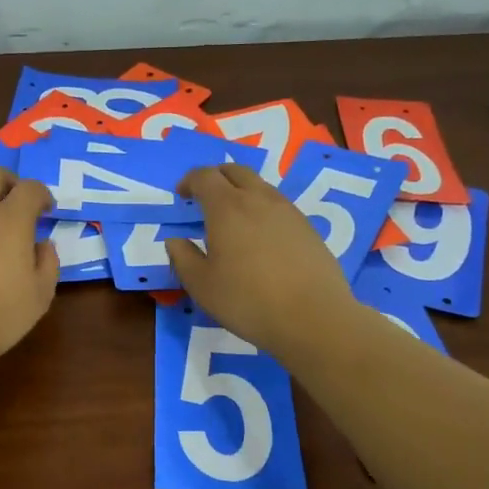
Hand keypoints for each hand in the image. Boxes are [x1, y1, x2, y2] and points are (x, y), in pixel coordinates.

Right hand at [166, 164, 356, 359]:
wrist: (313, 317)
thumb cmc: (248, 300)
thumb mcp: (202, 285)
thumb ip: (183, 258)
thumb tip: (175, 240)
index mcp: (227, 207)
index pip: (204, 176)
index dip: (189, 181)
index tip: (181, 195)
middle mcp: (258, 199)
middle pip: (235, 170)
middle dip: (216, 177)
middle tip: (205, 197)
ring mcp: (288, 211)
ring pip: (260, 186)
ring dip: (242, 191)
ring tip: (234, 219)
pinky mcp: (308, 228)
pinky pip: (278, 205)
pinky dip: (262, 209)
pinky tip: (261, 238)